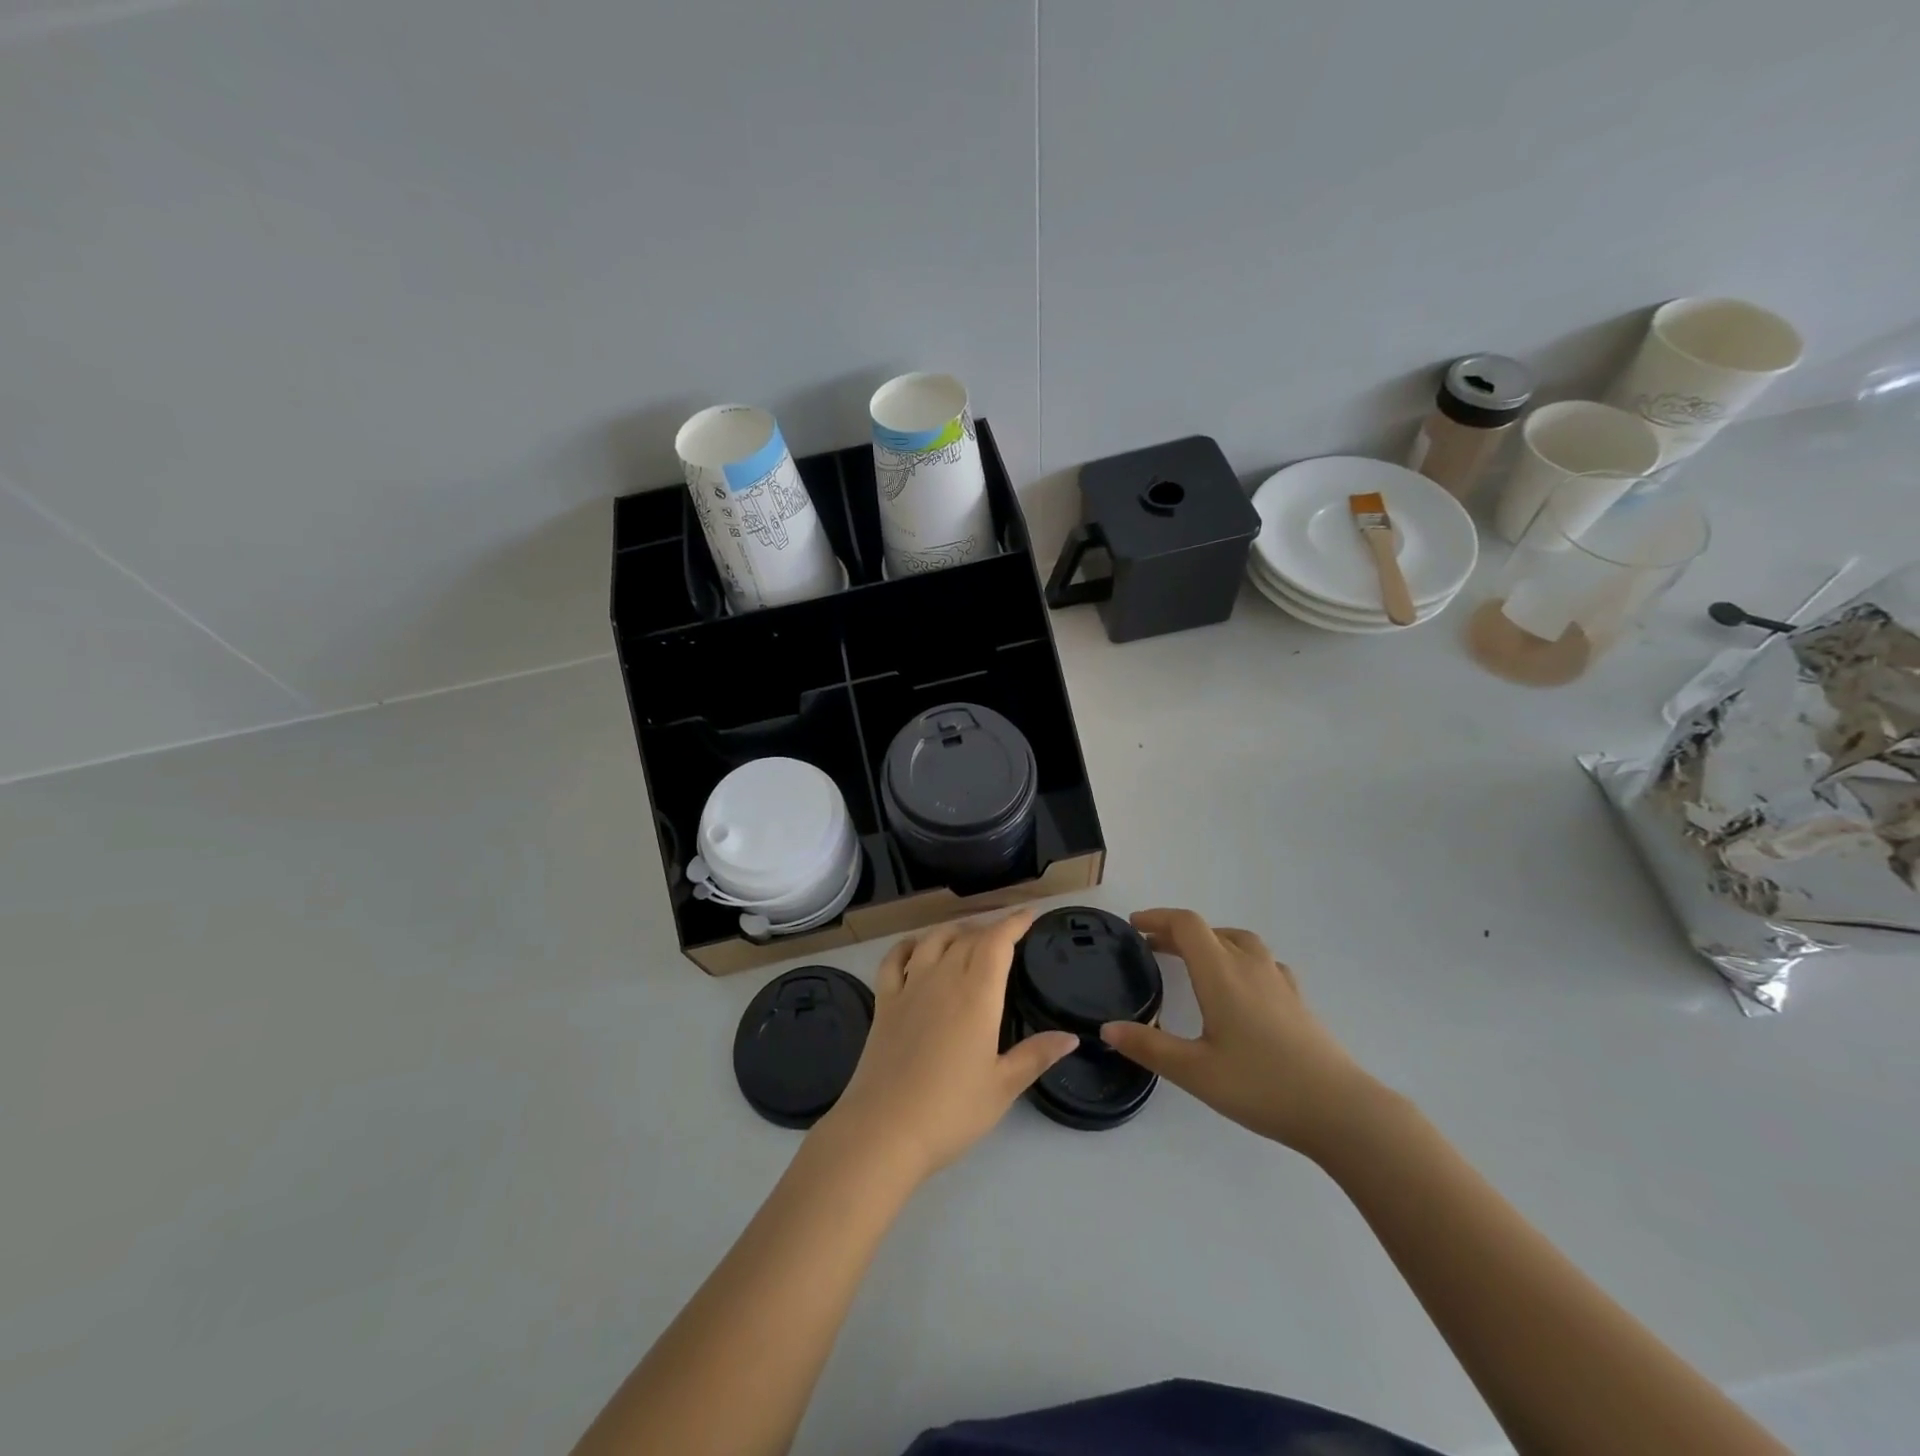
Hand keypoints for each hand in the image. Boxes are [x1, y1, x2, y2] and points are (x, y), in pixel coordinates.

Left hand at [820, 910, 1077, 1182]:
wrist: (883, 1129)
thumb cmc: (951, 1110)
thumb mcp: (1003, 1087)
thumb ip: (1036, 1055)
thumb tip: (1071, 1037)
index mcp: (976, 995)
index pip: (997, 943)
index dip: (1013, 923)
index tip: (1029, 915)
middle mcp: (942, 979)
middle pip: (967, 939)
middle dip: (989, 929)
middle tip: (1006, 934)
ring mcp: (909, 988)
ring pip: (932, 940)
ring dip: (953, 931)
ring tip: (967, 935)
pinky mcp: (883, 1002)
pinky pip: (894, 960)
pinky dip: (907, 945)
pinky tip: (915, 947)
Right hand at [1099, 908, 1379, 1159]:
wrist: (1340, 1110)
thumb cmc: (1261, 1085)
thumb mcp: (1194, 1071)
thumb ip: (1149, 1048)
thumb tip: (1107, 1028)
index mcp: (1221, 973)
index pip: (1187, 925)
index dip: (1158, 918)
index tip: (1135, 925)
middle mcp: (1249, 966)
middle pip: (1210, 931)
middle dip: (1177, 933)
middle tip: (1152, 947)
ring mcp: (1279, 981)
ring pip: (1239, 942)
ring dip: (1211, 942)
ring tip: (1195, 961)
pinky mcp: (1297, 1000)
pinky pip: (1263, 963)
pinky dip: (1240, 960)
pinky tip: (1241, 987)